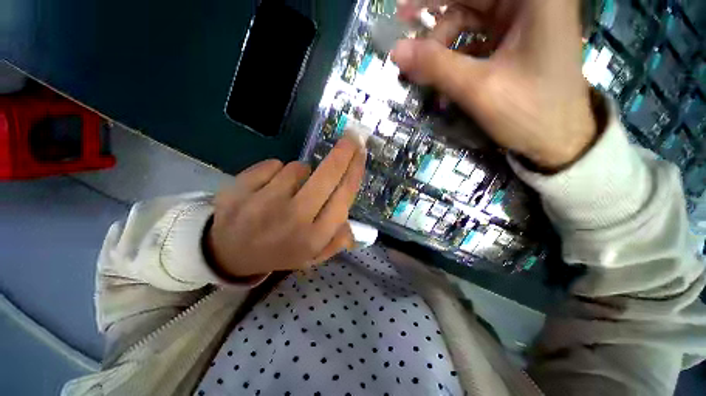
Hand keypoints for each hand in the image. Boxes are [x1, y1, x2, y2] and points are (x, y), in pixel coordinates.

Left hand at [207, 135, 365, 277]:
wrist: (226, 255)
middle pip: (327, 175)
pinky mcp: (240, 189)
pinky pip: (273, 165)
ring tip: (290, 190)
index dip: (355, 171)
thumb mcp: (311, 257)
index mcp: (313, 237)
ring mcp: (264, 203)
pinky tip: (268, 188)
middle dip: (344, 152)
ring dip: (301, 173)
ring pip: (298, 168)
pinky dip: (276, 172)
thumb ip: (336, 242)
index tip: (361, 153)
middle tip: (352, 137)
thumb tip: (352, 227)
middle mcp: (293, 219)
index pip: (343, 197)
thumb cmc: (278, 252)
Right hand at [391, 0, 596, 168]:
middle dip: (437, 32)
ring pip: (470, 22)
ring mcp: (524, 21)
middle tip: (412, 57)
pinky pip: (477, 39)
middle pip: (470, 3)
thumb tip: (396, 51)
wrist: (559, 139)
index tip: (401, 14)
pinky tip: (447, 83)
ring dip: (445, 51)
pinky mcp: (517, 40)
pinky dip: (457, 59)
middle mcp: (531, 1)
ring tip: (430, 79)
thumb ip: (435, 65)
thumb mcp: (478, 88)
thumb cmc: (529, 112)